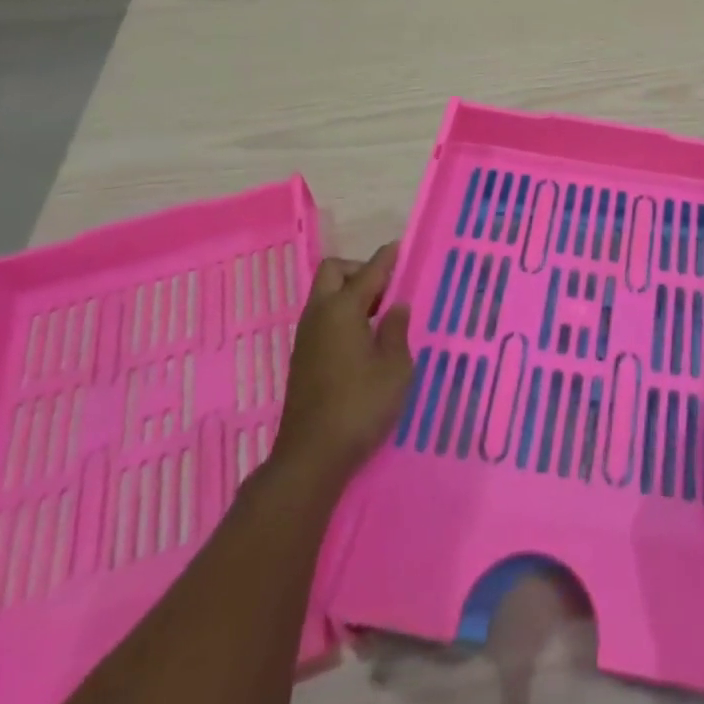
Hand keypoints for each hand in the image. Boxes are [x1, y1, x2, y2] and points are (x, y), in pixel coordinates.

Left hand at [270, 243, 413, 490]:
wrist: (311, 456)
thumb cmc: (360, 406)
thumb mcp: (395, 368)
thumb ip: (397, 331)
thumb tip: (396, 306)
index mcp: (342, 309)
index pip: (369, 271)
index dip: (387, 258)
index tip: (401, 247)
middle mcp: (319, 314)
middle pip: (334, 272)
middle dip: (359, 271)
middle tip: (386, 289)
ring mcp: (306, 337)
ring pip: (325, 295)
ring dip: (349, 294)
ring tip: (380, 316)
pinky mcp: (302, 358)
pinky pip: (323, 318)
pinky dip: (342, 315)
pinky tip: (363, 339)